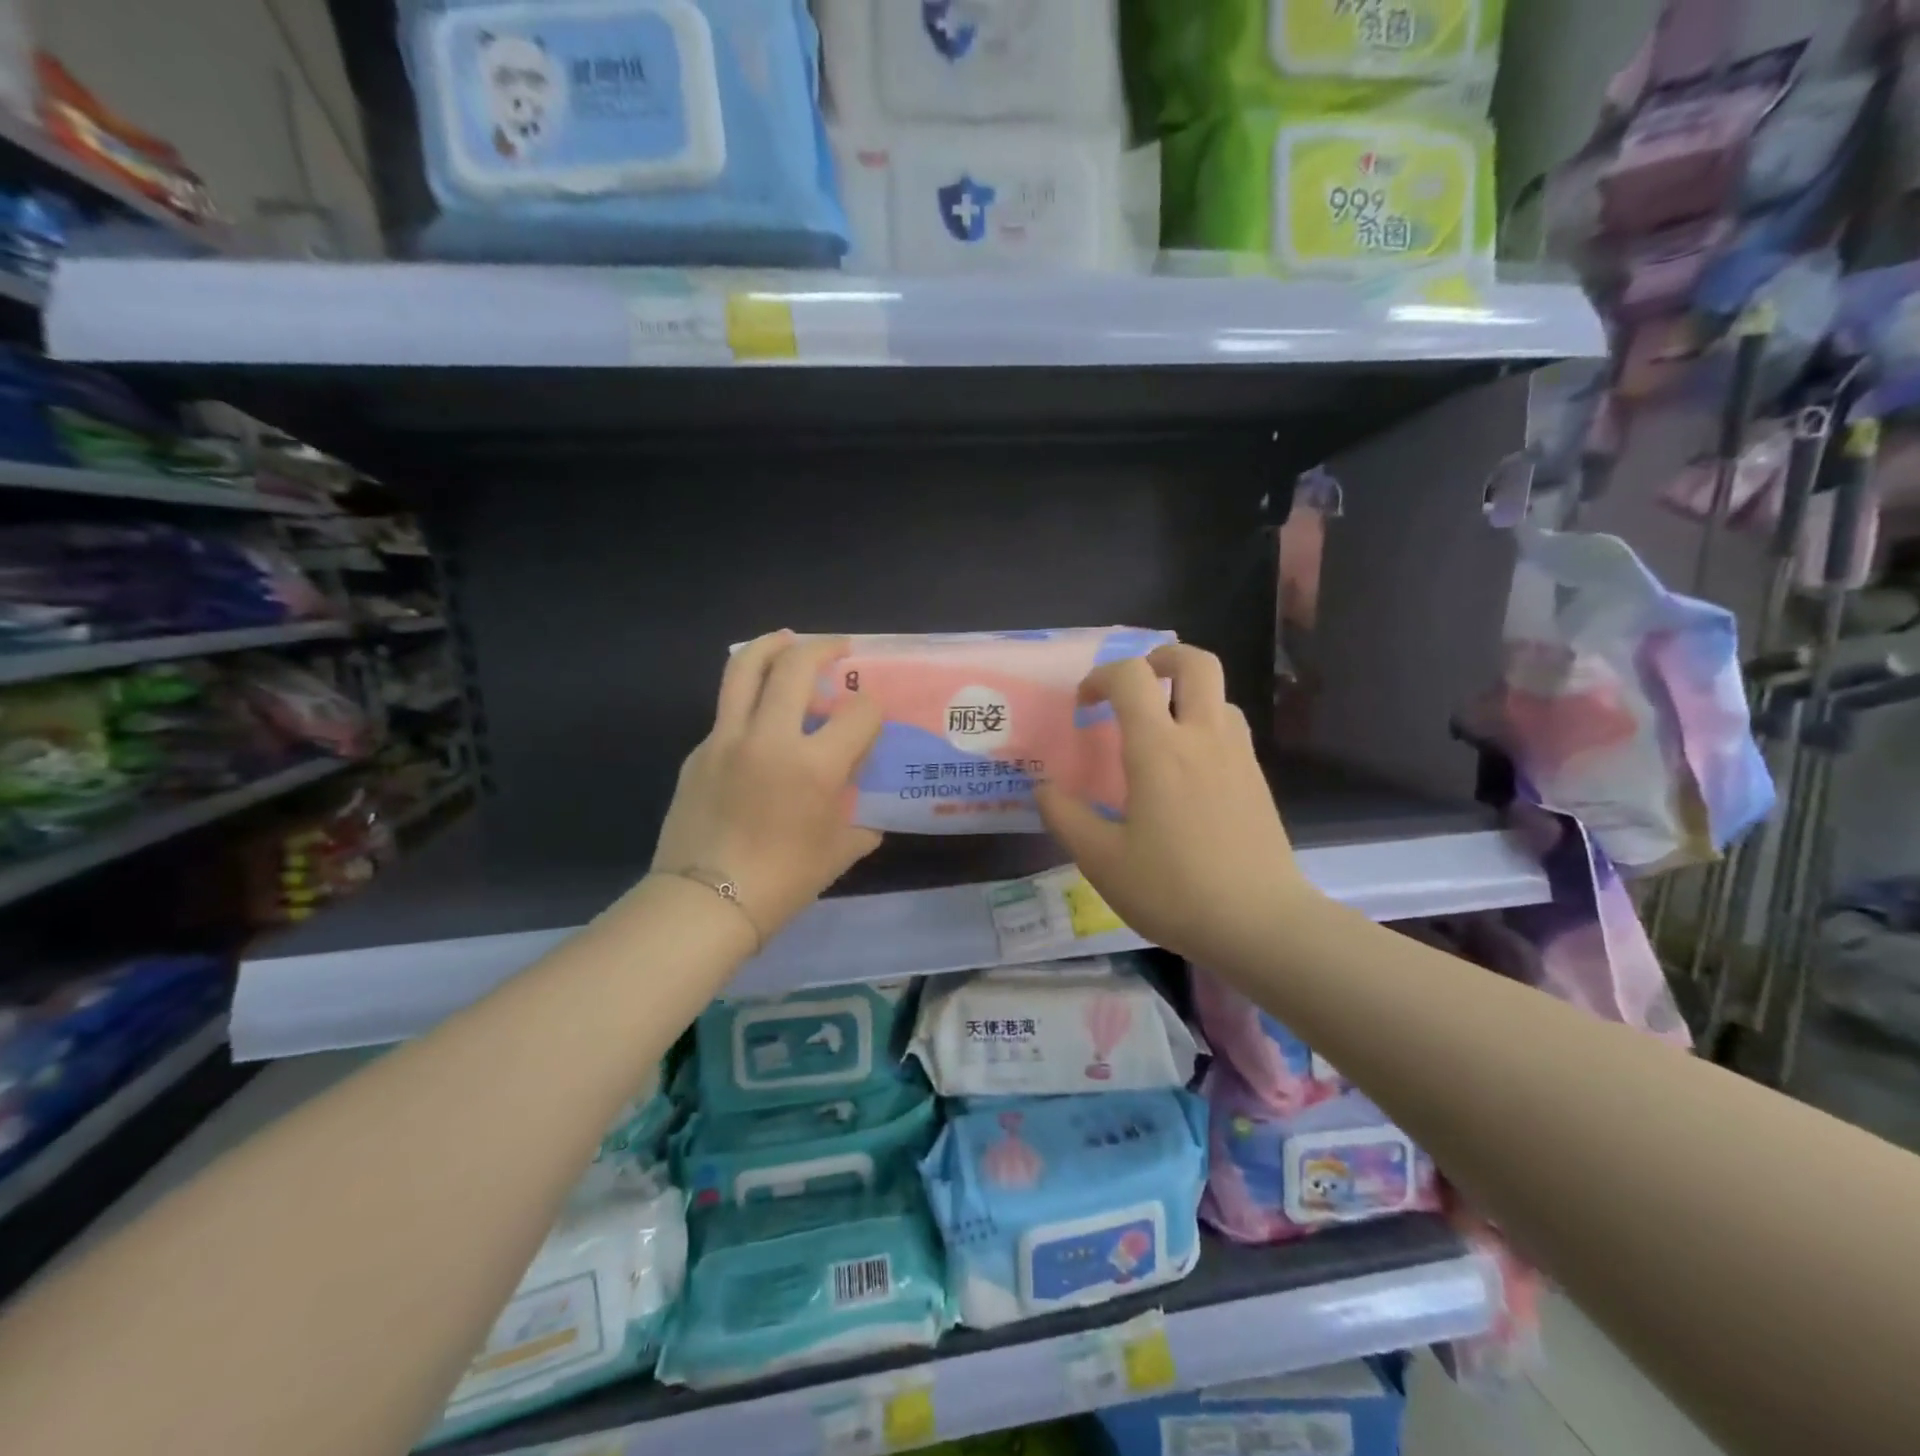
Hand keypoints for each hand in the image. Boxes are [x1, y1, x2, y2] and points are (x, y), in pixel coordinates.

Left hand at [652, 632, 882, 942]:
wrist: (704, 903)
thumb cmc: (781, 882)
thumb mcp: (836, 854)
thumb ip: (860, 826)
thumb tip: (868, 819)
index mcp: (813, 766)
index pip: (858, 713)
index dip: (873, 709)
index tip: (873, 715)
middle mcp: (770, 738)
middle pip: (795, 666)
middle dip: (823, 647)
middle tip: (838, 648)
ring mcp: (727, 739)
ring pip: (745, 668)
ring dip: (771, 645)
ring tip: (786, 640)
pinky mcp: (699, 751)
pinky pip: (727, 711)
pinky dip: (748, 701)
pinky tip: (759, 721)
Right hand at [1035, 645, 1315, 968]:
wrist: (1260, 923)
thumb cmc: (1174, 889)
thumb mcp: (1102, 861)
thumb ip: (1066, 818)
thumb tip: (1043, 789)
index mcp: (1159, 750)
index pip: (1130, 677)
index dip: (1100, 677)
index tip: (1083, 706)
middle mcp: (1203, 738)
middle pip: (1196, 662)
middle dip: (1161, 658)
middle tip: (1136, 684)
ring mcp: (1238, 757)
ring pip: (1219, 697)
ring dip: (1186, 697)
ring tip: (1160, 732)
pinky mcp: (1257, 780)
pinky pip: (1231, 731)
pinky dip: (1205, 728)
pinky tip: (1188, 774)